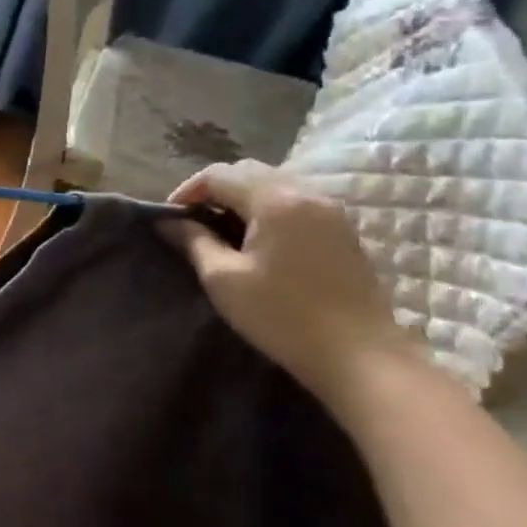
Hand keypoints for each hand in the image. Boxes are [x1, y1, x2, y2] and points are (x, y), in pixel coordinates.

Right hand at [162, 160, 414, 403]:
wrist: (359, 355)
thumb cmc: (281, 315)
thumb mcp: (223, 279)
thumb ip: (193, 241)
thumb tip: (168, 221)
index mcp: (276, 201)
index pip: (219, 174)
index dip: (187, 190)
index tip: (169, 219)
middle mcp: (307, 194)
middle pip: (249, 171)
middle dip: (214, 189)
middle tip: (192, 221)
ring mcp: (331, 211)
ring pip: (274, 184)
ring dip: (241, 198)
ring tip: (220, 230)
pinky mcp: (342, 231)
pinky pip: (295, 201)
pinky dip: (266, 209)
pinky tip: (255, 240)